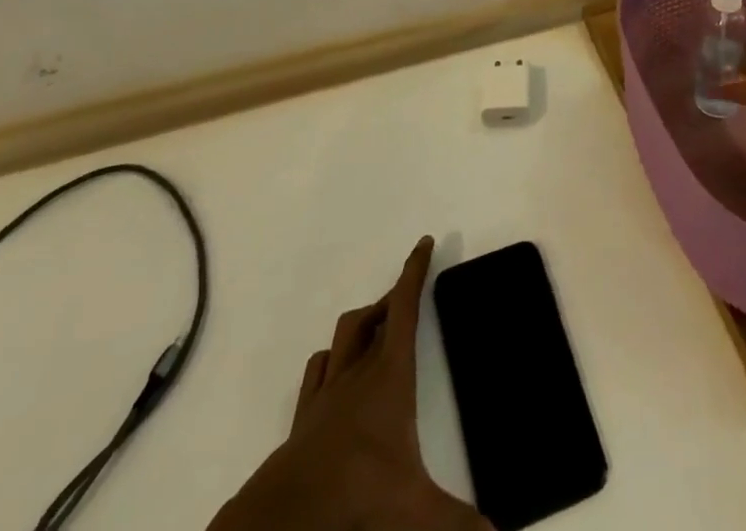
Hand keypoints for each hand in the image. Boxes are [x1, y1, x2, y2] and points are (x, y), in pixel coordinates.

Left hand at [210, 237, 488, 530]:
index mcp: (389, 375)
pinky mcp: (304, 419)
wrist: (287, 517)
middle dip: (390, 300)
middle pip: (371, 317)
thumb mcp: (416, 510)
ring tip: (375, 329)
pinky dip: (330, 361)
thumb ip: (458, 522)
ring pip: (341, 338)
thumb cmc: (357, 494)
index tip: (424, 242)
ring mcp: (326, 394)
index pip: (404, 308)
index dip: (414, 272)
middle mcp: (357, 373)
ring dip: (360, 326)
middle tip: (406, 296)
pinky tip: (335, 374)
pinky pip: (316, 372)